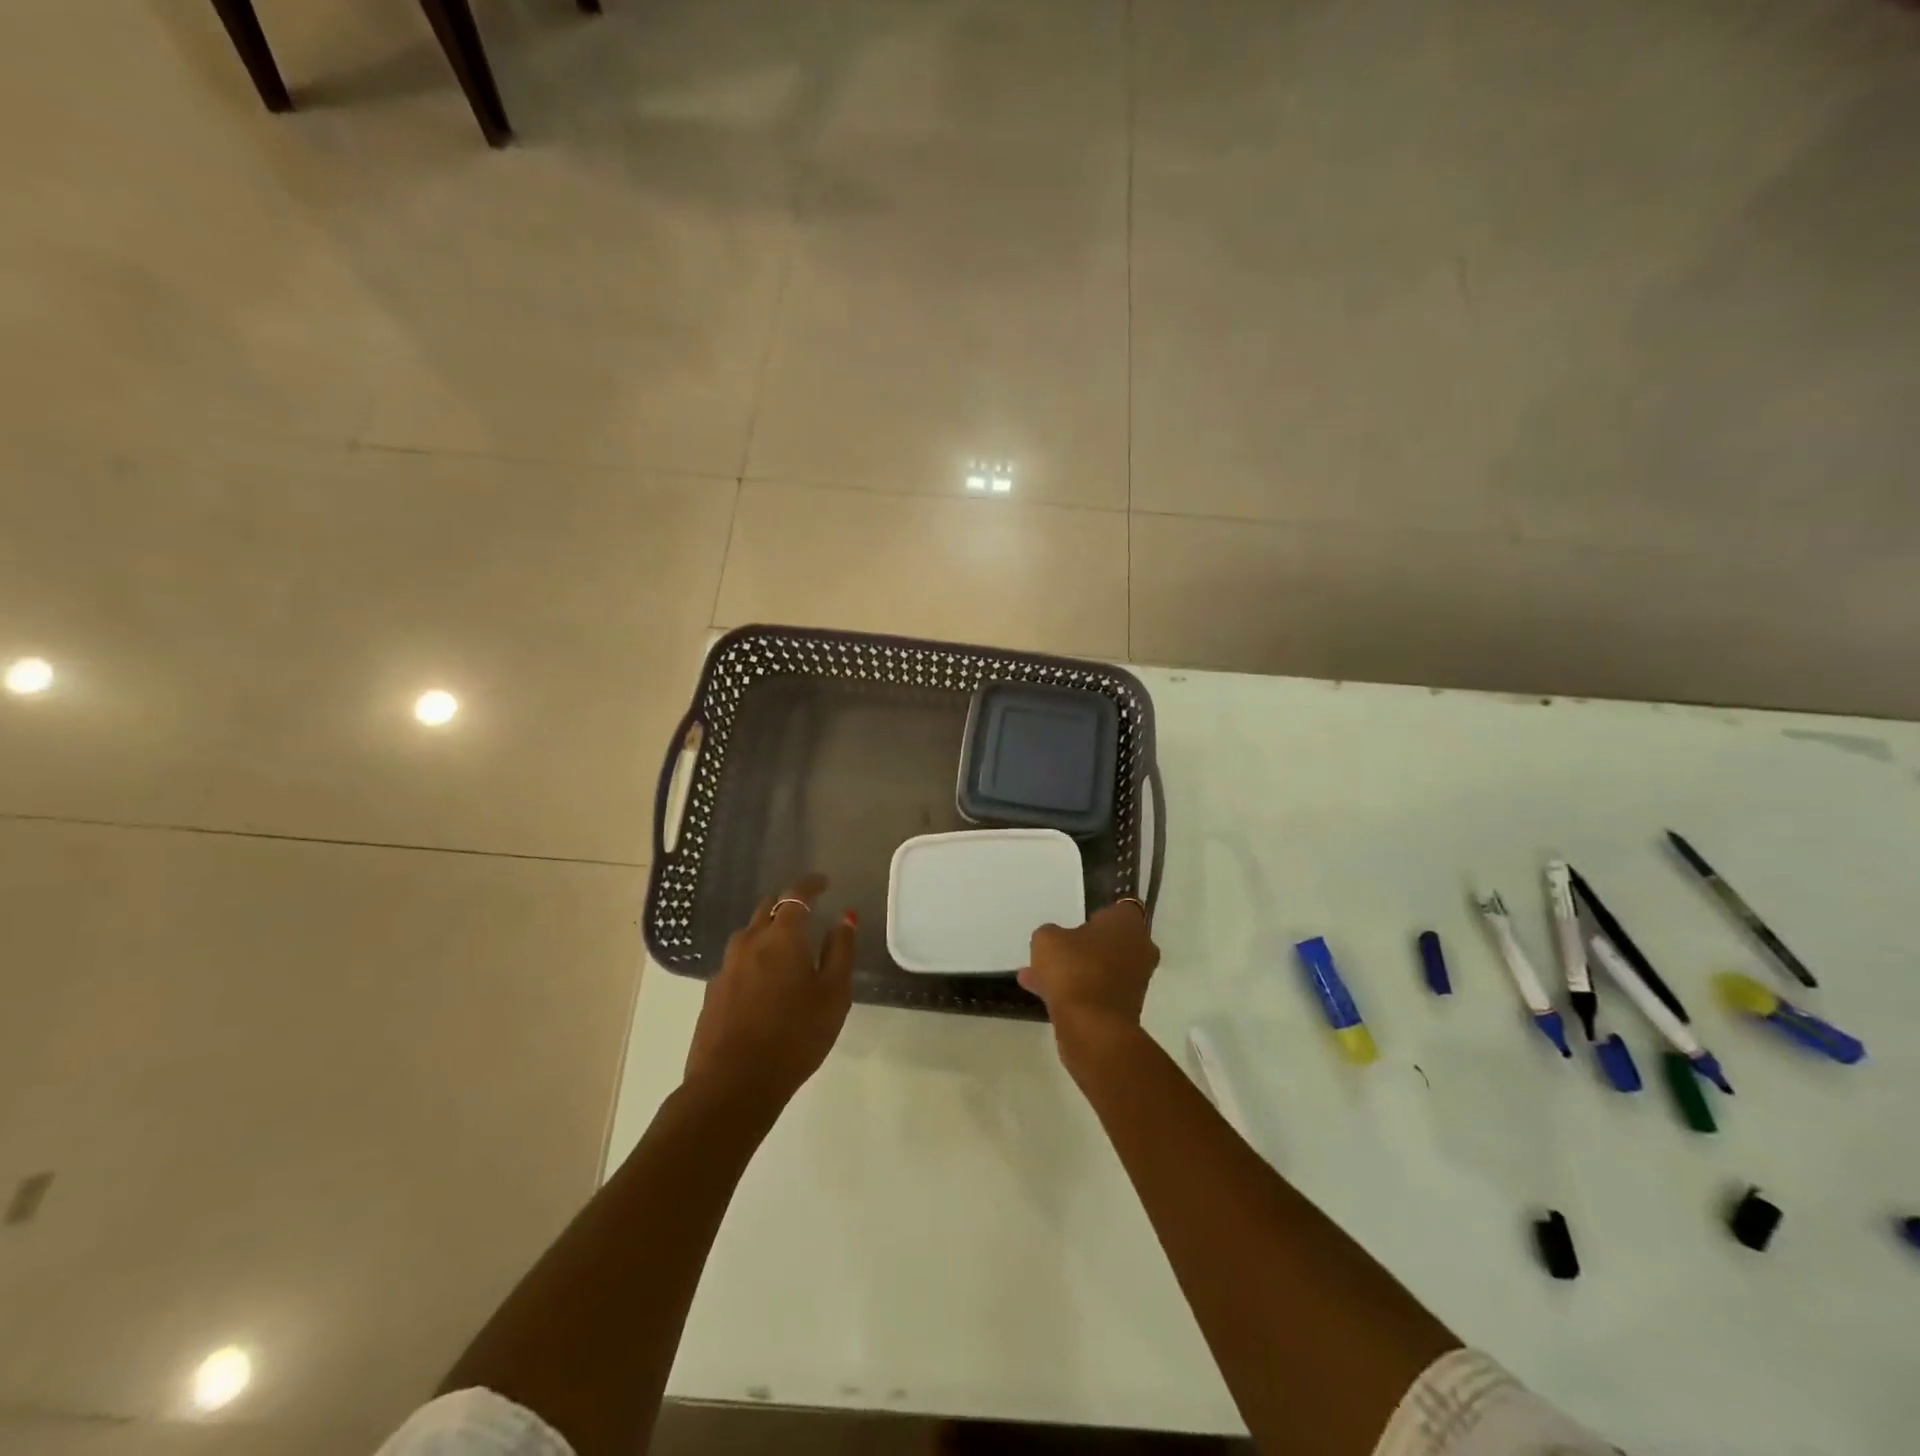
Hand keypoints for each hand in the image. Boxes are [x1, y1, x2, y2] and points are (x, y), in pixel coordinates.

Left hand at [684, 874, 855, 1114]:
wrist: (732, 1084)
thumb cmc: (795, 1036)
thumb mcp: (833, 995)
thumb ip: (841, 952)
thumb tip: (845, 918)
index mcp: (782, 936)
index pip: (796, 894)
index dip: (811, 884)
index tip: (824, 883)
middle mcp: (750, 942)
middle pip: (768, 908)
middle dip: (788, 905)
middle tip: (807, 915)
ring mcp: (726, 967)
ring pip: (749, 934)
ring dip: (768, 931)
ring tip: (785, 949)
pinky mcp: (713, 992)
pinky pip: (737, 961)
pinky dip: (753, 958)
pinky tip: (763, 982)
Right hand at [1019, 899, 1159, 1064]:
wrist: (1093, 1029)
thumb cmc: (1075, 970)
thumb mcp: (1047, 940)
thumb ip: (1051, 933)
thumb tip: (1055, 940)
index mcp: (1128, 924)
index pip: (1120, 907)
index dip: (1099, 911)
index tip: (1079, 917)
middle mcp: (1140, 949)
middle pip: (1110, 940)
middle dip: (1083, 943)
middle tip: (1057, 945)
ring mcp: (1135, 981)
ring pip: (1100, 966)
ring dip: (1074, 968)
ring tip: (1035, 973)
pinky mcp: (1125, 1008)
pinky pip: (1097, 989)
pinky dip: (1076, 989)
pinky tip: (1040, 992)